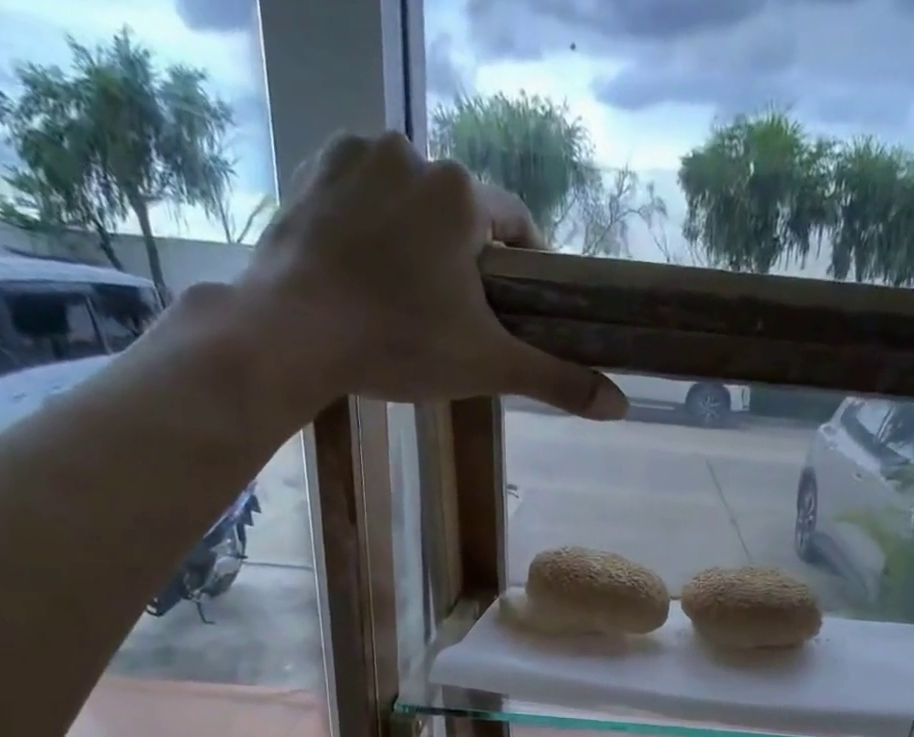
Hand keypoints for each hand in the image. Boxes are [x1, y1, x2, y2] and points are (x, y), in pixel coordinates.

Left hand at [231, 131, 625, 422]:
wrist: (292, 333)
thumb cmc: (400, 344)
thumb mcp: (488, 366)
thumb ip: (556, 380)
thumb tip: (621, 407)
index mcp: (462, 193)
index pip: (516, 225)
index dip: (523, 269)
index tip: (514, 307)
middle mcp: (414, 153)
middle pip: (460, 213)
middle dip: (464, 259)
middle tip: (453, 316)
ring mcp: (356, 155)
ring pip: (410, 201)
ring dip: (418, 239)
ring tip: (405, 297)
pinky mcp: (313, 170)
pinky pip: (362, 194)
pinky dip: (371, 225)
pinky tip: (364, 269)